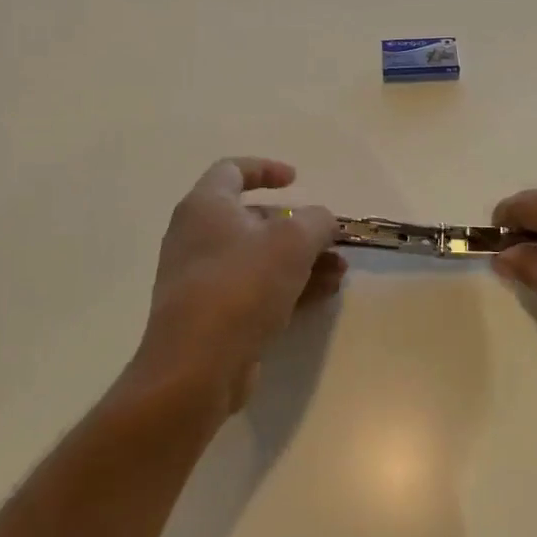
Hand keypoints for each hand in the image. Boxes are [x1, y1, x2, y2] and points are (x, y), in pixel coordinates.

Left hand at [125, 158, 342, 424]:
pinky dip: (288, 287)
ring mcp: (202, 279)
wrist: (196, 367)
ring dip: (302, 261)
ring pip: (259, 258)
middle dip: (298, 227)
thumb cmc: (241, 285)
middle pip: (252, 219)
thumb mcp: (292, 242)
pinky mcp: (211, 316)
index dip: (266, 169)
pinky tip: (324, 295)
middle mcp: (196, 237)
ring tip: (339, 271)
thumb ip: (316, 221)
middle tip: (330, 239)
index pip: (232, 170)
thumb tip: (323, 221)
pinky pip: (255, 290)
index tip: (297, 180)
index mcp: (205, 207)